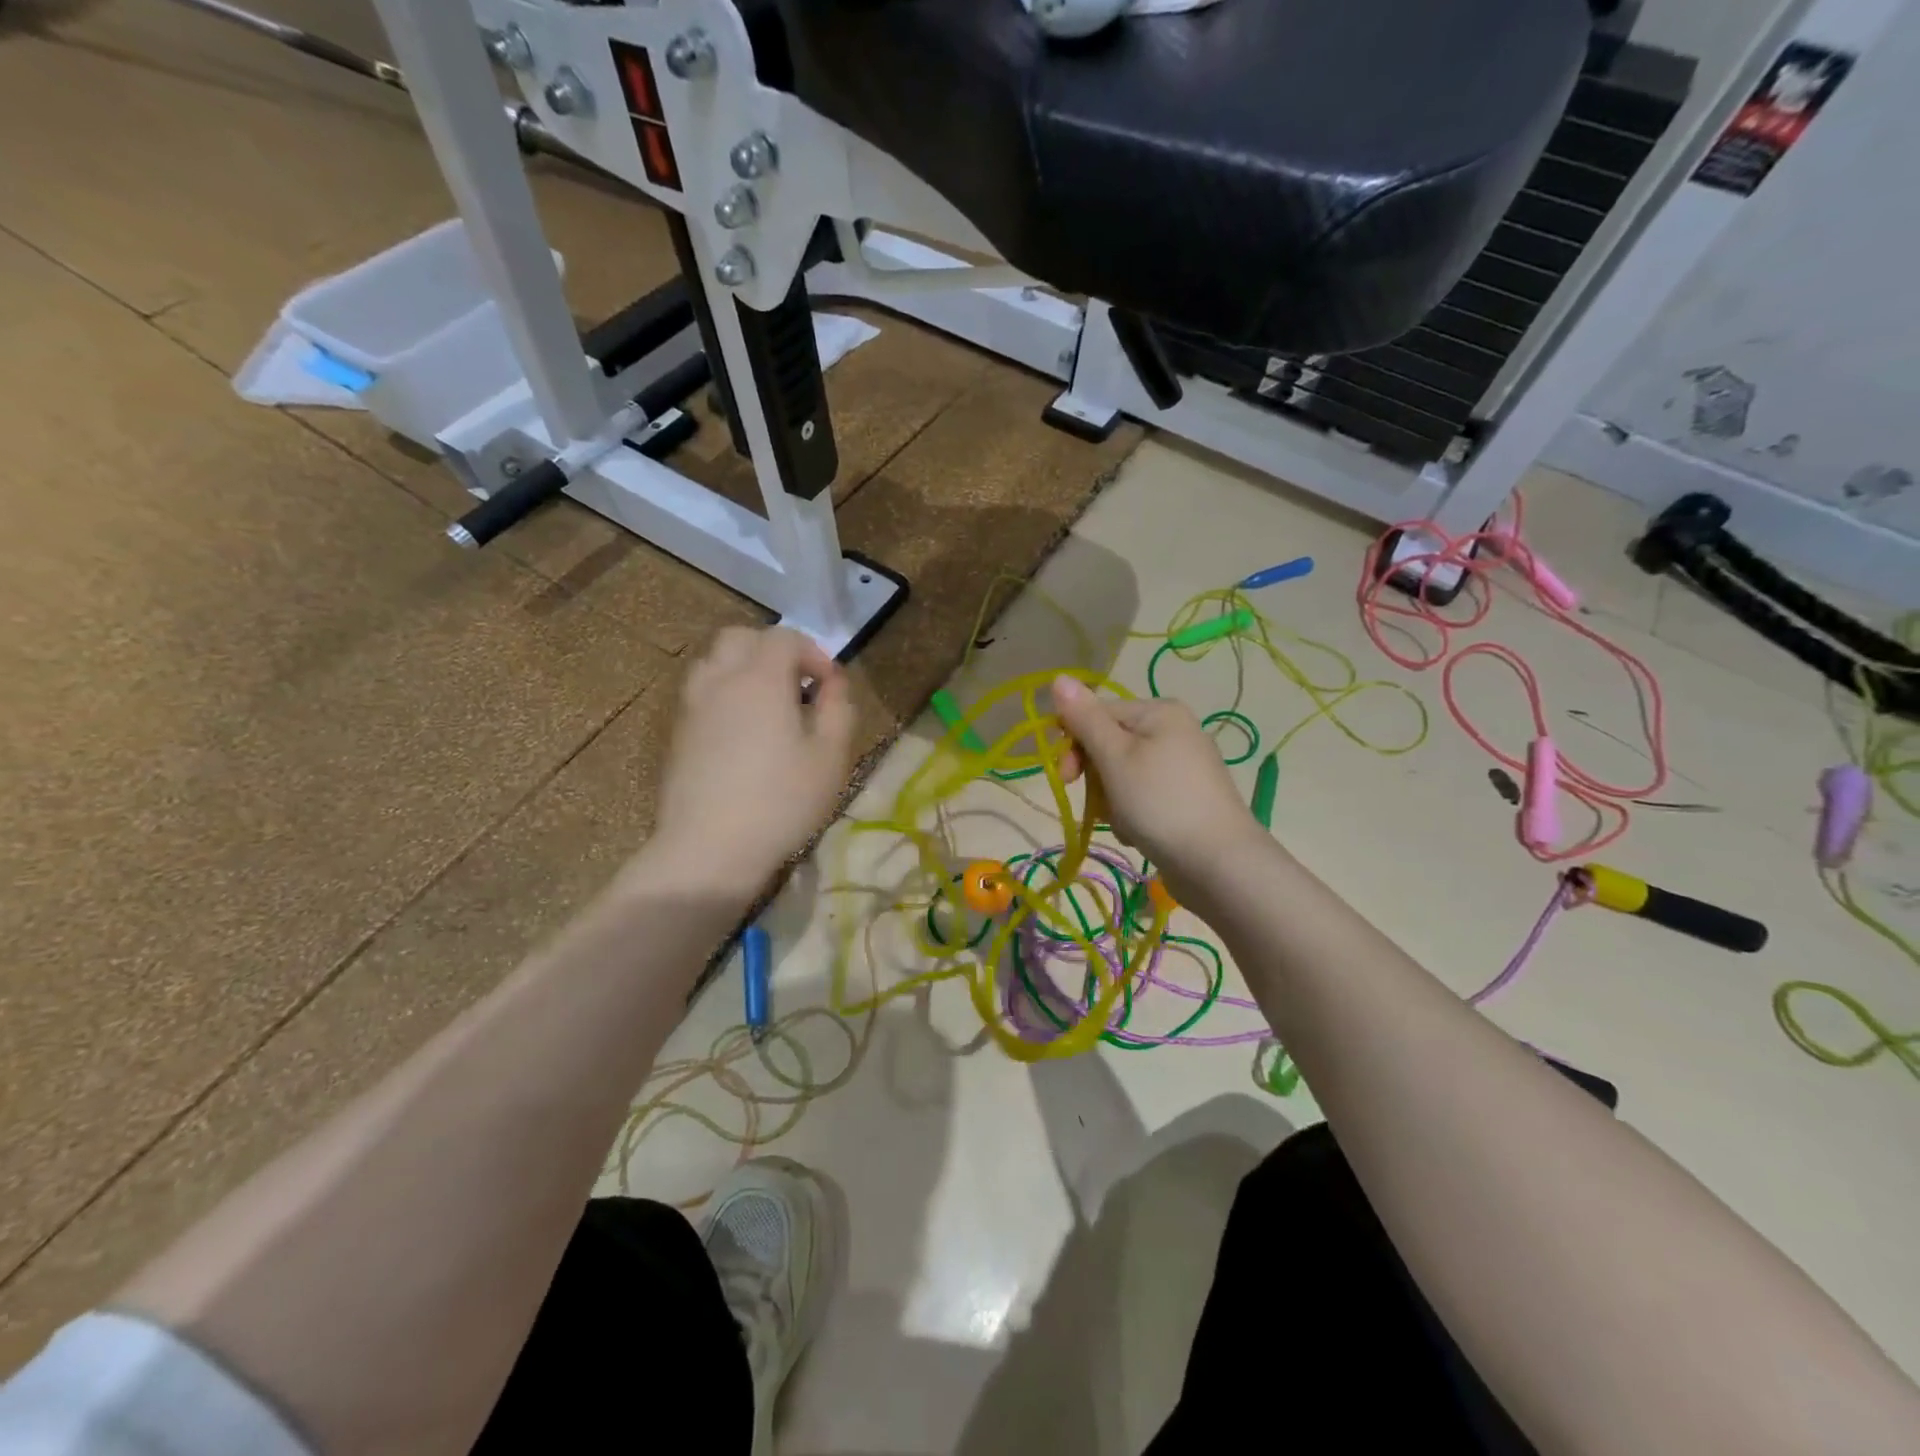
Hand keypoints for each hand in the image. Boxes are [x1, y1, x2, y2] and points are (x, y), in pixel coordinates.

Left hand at [644, 628, 855, 898]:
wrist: (709, 848)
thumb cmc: (781, 801)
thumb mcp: (830, 757)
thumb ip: (838, 708)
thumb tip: (832, 683)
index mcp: (760, 678)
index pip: (784, 637)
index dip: (813, 652)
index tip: (829, 686)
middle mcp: (720, 680)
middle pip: (741, 638)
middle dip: (773, 650)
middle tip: (797, 686)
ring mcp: (692, 706)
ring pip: (715, 662)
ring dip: (744, 669)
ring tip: (769, 706)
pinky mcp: (678, 733)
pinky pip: (702, 692)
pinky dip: (725, 694)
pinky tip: (743, 733)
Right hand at [1050, 675, 1262, 901]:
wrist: (1218, 864)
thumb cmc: (1160, 802)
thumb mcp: (1114, 757)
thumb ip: (1084, 718)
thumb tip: (1058, 677)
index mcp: (1159, 711)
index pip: (1097, 714)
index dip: (1074, 745)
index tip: (1066, 778)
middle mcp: (1173, 729)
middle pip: (1109, 744)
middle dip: (1096, 778)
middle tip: (1098, 806)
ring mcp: (1181, 765)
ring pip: (1121, 775)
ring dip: (1112, 801)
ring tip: (1125, 824)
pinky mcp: (1184, 797)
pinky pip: (1141, 796)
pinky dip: (1132, 814)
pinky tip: (1139, 834)